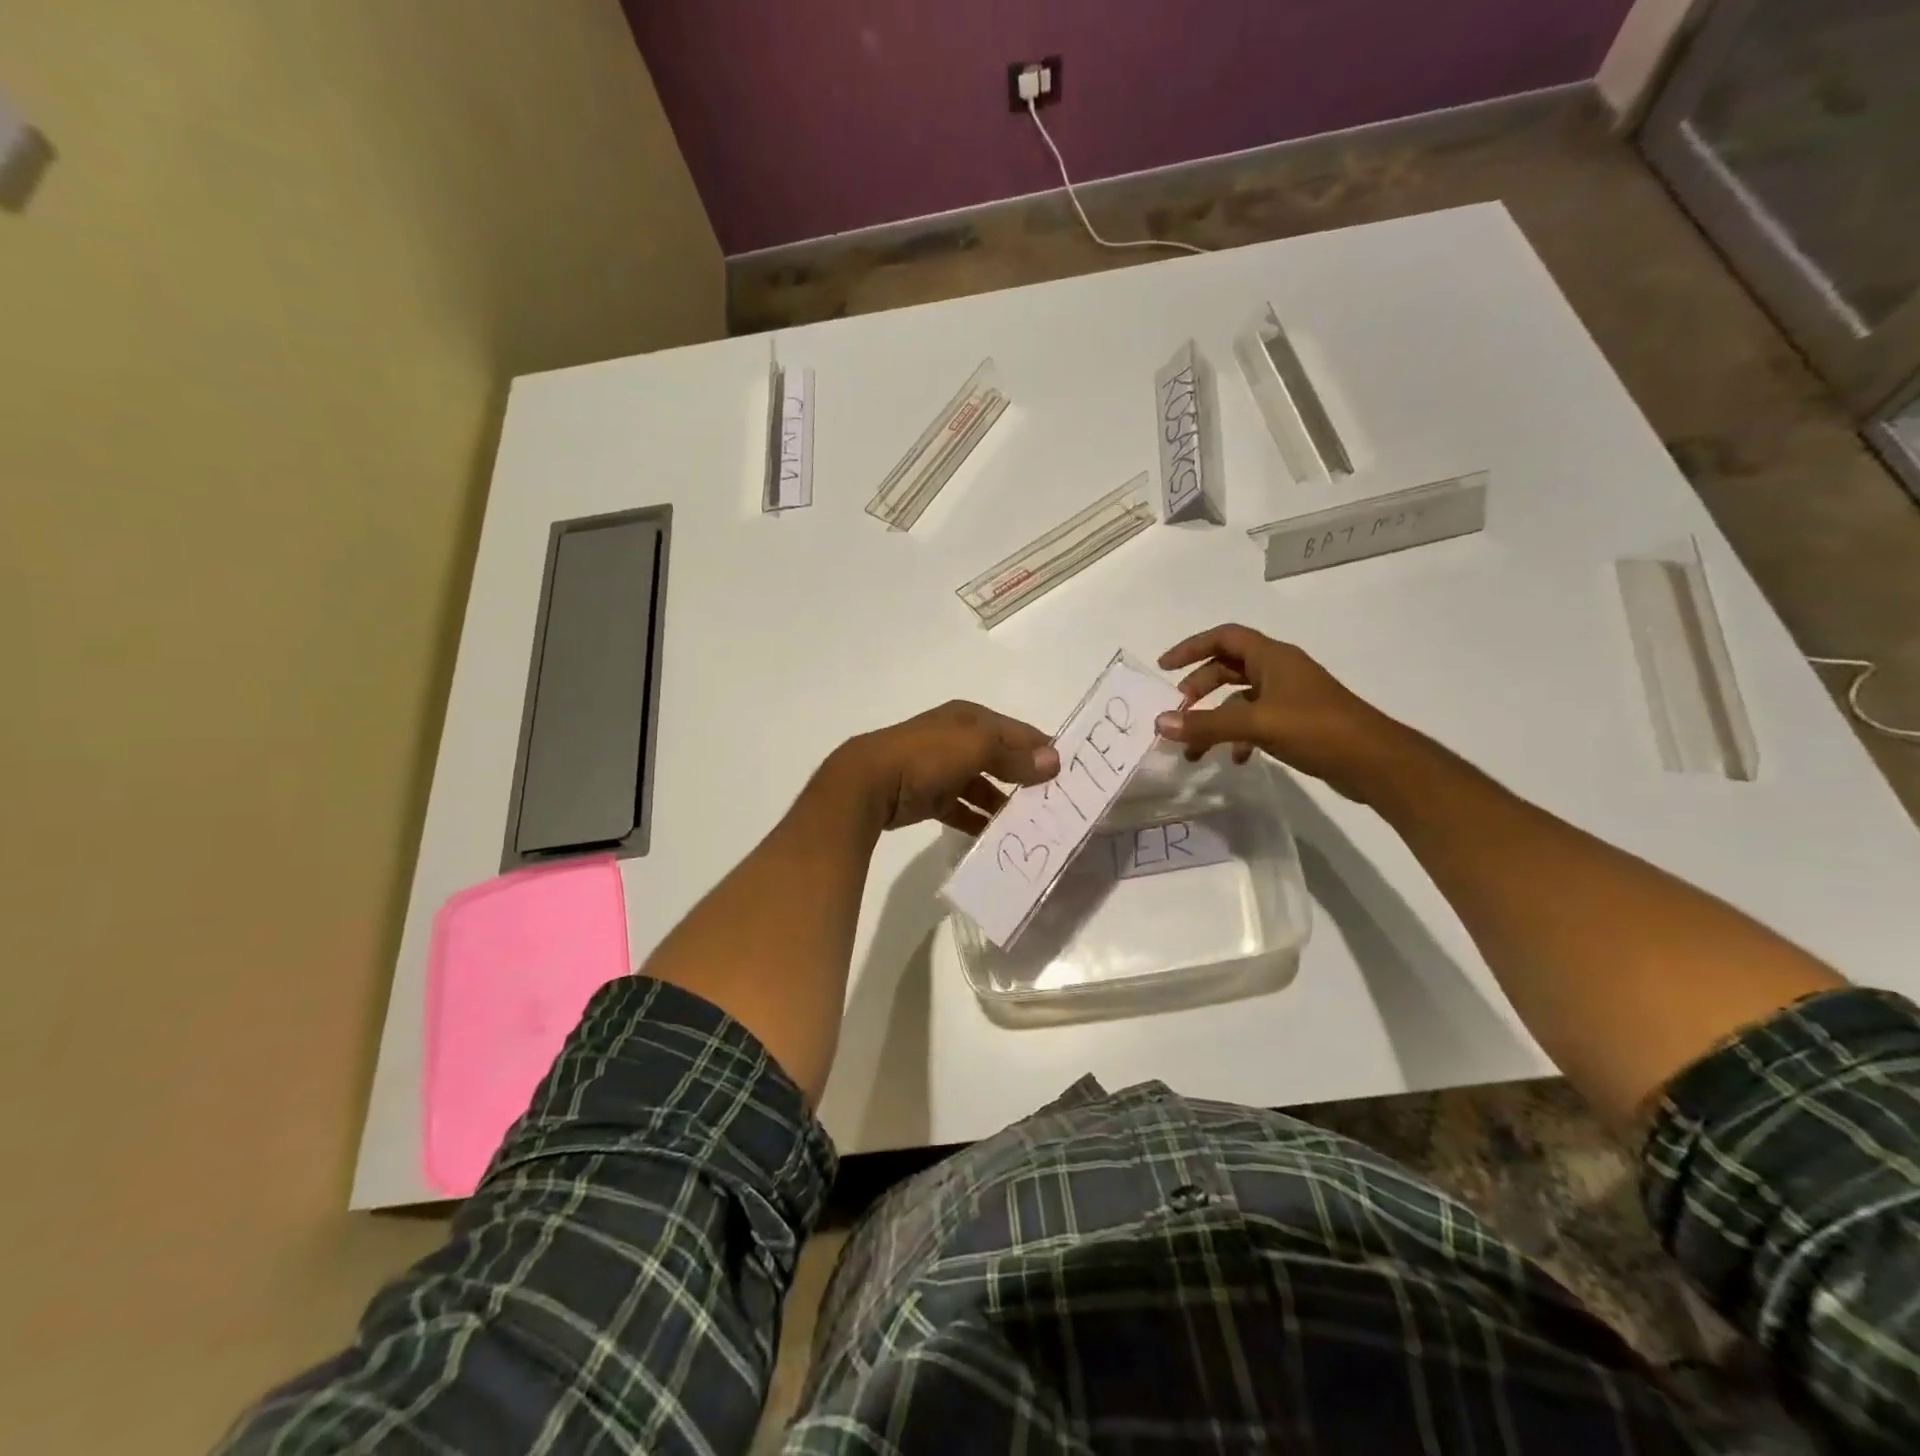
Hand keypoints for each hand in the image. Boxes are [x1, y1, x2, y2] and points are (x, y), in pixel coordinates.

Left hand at [837, 701, 1059, 833]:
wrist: (869, 783)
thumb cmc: (926, 756)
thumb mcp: (976, 748)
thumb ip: (1014, 756)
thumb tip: (1054, 760)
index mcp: (969, 719)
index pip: (1017, 731)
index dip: (1042, 748)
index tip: (1070, 772)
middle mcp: (958, 740)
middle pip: (1001, 758)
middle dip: (1026, 777)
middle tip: (1055, 803)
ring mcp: (942, 769)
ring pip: (983, 786)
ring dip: (1004, 803)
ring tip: (1031, 825)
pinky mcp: (930, 798)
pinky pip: (963, 809)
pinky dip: (978, 820)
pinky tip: (997, 836)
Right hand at [1154, 624, 1408, 801]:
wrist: (1374, 762)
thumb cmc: (1316, 729)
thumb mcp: (1256, 724)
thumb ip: (1206, 724)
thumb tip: (1160, 722)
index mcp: (1272, 657)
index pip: (1223, 638)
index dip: (1191, 647)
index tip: (1164, 667)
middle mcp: (1279, 671)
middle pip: (1228, 668)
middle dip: (1199, 688)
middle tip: (1178, 710)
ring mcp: (1289, 697)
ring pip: (1240, 700)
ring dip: (1215, 719)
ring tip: (1195, 748)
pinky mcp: (1297, 722)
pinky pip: (1256, 721)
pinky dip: (1238, 736)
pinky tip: (1235, 759)